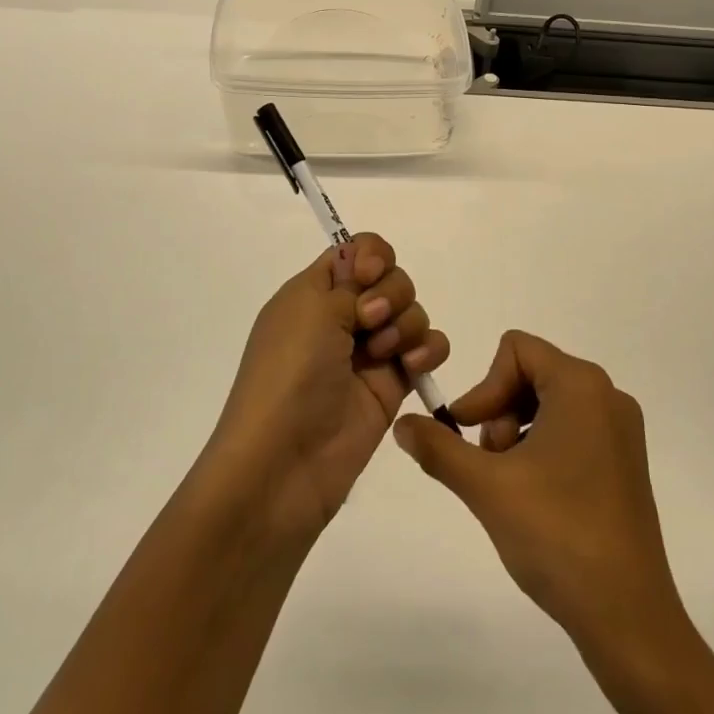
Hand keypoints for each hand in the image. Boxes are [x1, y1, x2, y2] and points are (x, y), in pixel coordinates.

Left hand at [208, 234, 450, 540]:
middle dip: (390, 292)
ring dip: (405, 323)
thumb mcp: (310, 311)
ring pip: (412, 311)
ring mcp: (369, 352)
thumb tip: (365, 266)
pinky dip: (428, 349)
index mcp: (312, 294)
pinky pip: (427, 349)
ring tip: (384, 354)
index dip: (371, 255)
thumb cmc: (288, 375)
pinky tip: (415, 365)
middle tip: (369, 321)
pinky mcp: (393, 385)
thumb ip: (348, 282)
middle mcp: (342, 317)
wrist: (285, 461)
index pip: (354, 252)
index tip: (368, 275)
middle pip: (391, 278)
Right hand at [392, 332, 682, 648]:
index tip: (469, 435)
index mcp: (581, 386)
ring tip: (510, 485)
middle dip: (500, 412)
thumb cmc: (556, 535)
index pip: (515, 350)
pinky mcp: (625, 461)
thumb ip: (438, 447)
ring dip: (517, 433)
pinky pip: (572, 429)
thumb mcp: (486, 486)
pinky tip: (534, 497)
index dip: (483, 387)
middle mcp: (608, 395)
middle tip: (490, 465)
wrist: (627, 615)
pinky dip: (542, 449)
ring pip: (549, 403)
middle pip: (531, 374)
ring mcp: (621, 430)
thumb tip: (402, 424)